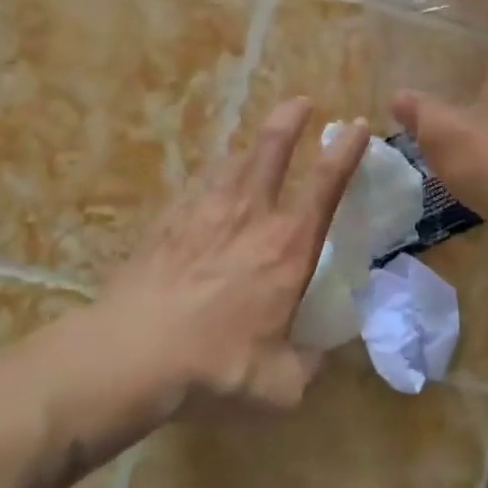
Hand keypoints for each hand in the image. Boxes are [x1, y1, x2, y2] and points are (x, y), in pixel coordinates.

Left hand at [68, 100, 367, 427]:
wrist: (130, 356)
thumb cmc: (216, 366)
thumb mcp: (280, 386)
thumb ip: (308, 368)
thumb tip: (318, 357)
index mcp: (288, 248)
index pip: (326, 185)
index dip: (346, 151)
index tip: (357, 126)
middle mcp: (249, 217)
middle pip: (272, 149)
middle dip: (291, 118)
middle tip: (302, 101)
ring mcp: (202, 214)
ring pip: (231, 162)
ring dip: (250, 146)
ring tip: (256, 145)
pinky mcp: (165, 224)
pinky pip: (196, 188)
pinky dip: (211, 180)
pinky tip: (207, 191)